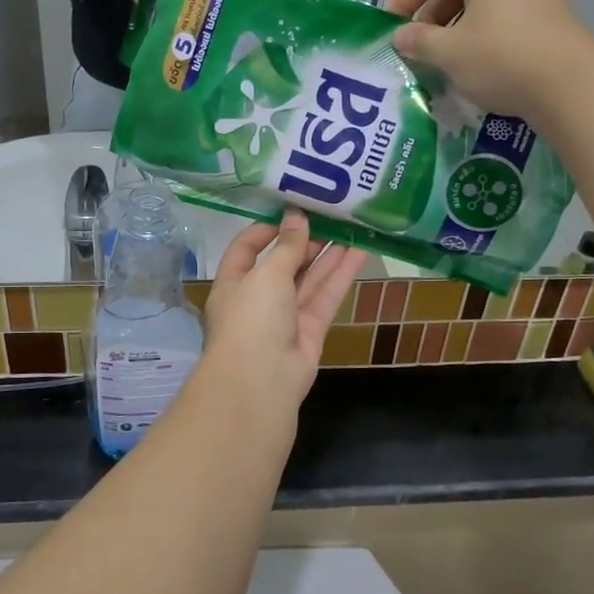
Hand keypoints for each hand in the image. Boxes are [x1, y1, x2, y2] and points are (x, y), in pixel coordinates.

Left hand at [201, 211, 364, 413]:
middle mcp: (257, 299)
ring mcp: (285, 317)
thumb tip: (296, 217)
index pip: (246, 249)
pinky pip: (325, 297)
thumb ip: (287, 247)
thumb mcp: (267, 275)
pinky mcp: (310, 331)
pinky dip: (341, 276)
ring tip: (351, 226)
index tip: (292, 211)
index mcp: (233, 283)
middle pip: (282, 264)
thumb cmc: (251, 319)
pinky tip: (360, 252)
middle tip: (331, 215)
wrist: (261, 382)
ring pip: (308, 280)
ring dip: (328, 255)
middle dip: (305, 241)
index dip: (267, 229)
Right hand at [386, 0, 593, 117]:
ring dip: (453, 26)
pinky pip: (502, 13)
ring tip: (441, 58)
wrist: (572, 87)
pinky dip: (479, 31)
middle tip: (415, 47)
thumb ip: (418, 40)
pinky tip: (474, 62)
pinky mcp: (549, 13)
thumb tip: (399, 36)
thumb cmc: (502, 59)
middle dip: (429, 14)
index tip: (389, 28)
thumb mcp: (450, 52)